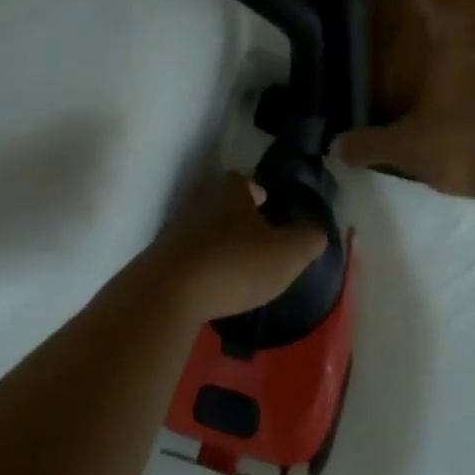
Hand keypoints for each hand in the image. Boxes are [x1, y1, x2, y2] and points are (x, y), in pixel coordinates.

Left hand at [136, 174, 327, 323]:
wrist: (168, 293)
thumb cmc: (235, 265)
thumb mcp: (287, 255)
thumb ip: (308, 240)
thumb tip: (316, 233)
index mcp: (230, 192)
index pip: (244, 181)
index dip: (259, 192)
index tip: (269, 205)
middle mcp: (199, 202)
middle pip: (221, 203)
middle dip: (237, 217)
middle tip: (257, 238)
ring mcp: (174, 229)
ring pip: (202, 229)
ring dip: (217, 243)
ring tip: (236, 265)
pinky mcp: (158, 259)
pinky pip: (187, 256)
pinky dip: (200, 266)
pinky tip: (211, 285)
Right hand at [334, 0, 474, 197]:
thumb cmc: (460, 141)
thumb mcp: (405, 146)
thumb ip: (370, 145)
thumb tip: (334, 146)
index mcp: (453, 52)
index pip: (440, 14)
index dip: (427, 4)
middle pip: (465, 31)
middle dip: (446, 28)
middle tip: (426, 29)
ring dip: (462, 58)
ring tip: (437, 67)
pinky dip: (473, 88)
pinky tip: (457, 106)